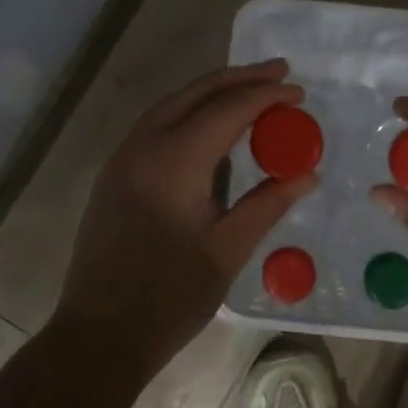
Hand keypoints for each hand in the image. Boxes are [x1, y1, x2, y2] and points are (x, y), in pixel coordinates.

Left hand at [55, 59, 316, 378]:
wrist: (99, 335)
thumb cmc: (169, 297)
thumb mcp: (228, 251)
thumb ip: (268, 203)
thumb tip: (308, 173)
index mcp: (174, 162)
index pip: (227, 110)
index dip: (266, 96)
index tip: (300, 92)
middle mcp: (143, 147)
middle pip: (195, 93)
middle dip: (239, 78)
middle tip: (279, 71)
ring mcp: (122, 159)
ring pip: (170, 105)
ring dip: (211, 91)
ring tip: (250, 89)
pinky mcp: (114, 176)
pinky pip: (155, 125)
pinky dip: (189, 112)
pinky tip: (210, 126)